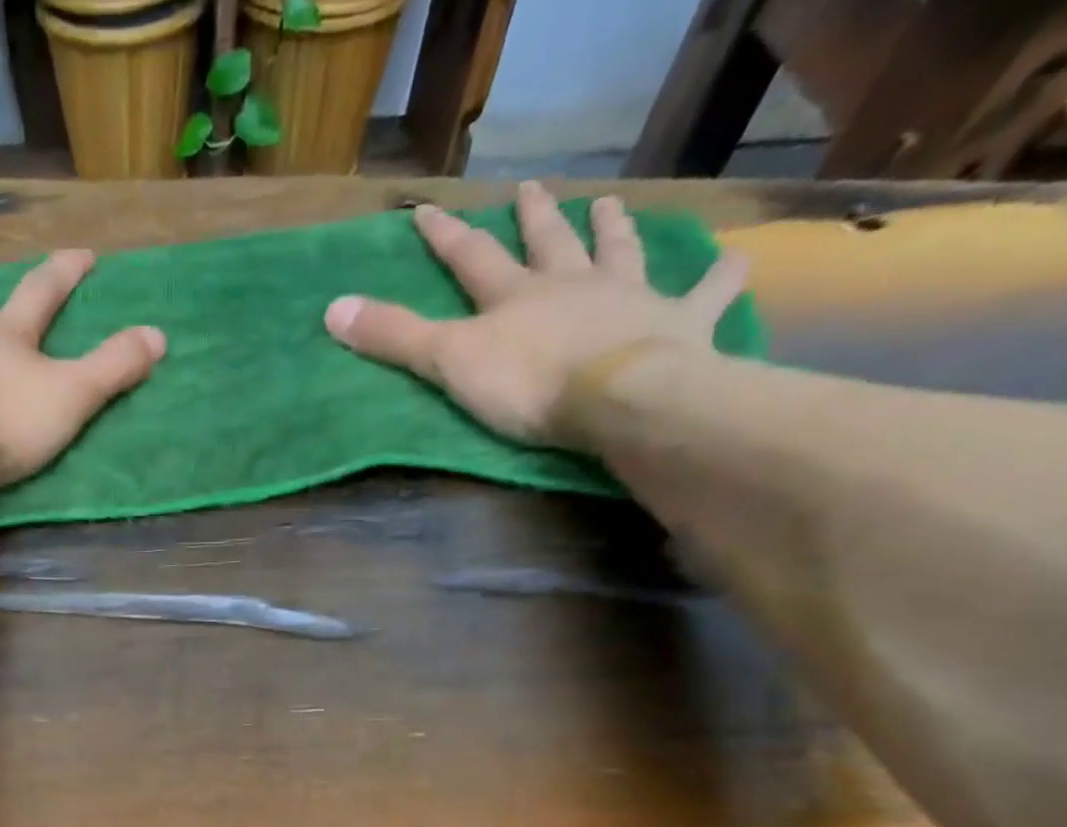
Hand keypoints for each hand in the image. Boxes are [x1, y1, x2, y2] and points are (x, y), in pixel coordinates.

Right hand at [323, 180, 749, 446]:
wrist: (620, 397)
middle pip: (549, 243)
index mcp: (514, 297)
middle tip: (534, 189)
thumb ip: (394, 338)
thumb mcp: (448, 363)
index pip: (470, 258)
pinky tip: (734, 261)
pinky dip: (718, 278)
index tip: (424, 210)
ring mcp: (628, 300)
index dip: (445, 235)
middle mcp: (571, 285)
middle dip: (535, 218)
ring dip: (613, 231)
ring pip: (619, 254)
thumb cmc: (528, 384)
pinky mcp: (678, 325)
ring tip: (610, 207)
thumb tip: (332, 309)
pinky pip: (704, 295)